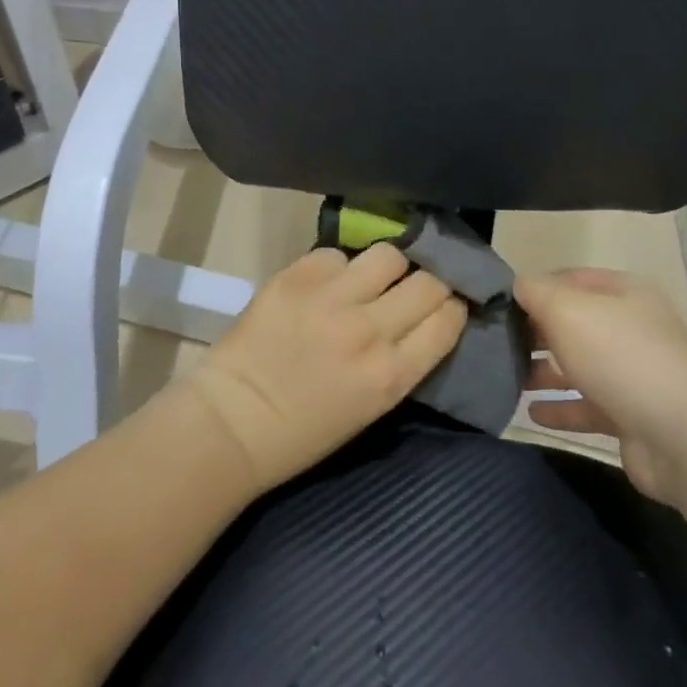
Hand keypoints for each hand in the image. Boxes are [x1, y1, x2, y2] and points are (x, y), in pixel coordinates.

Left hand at [186, 245, 468, 492]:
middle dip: (431, 281)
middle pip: (428, 281)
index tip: (446, 303)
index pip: (448, 319)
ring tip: (372, 279)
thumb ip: (402, 360)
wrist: (233, 422)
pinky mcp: (297, 277)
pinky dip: (337, 267)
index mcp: (391, 374)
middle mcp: (369, 329)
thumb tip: (423, 318)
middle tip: (416, 286)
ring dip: (387, 267)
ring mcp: (331, 298)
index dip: (453, 306)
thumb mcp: (371, 407)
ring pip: (388, 255)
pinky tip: (326, 285)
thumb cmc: (304, 431)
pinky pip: (336, 255)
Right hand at [517, 269, 686, 504]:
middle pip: (573, 322)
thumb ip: (536, 293)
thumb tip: (517, 285)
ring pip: (578, 365)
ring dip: (543, 371)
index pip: (570, 278)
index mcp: (624, 293)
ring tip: (504, 377)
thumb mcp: (568, 311)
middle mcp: (630, 328)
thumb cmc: (621, 357)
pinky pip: (586, 406)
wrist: (685, 437)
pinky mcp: (631, 416)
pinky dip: (559, 408)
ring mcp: (633, 374)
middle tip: (494, 342)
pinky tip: (530, 413)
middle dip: (535, 331)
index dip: (536, 287)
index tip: (498, 303)